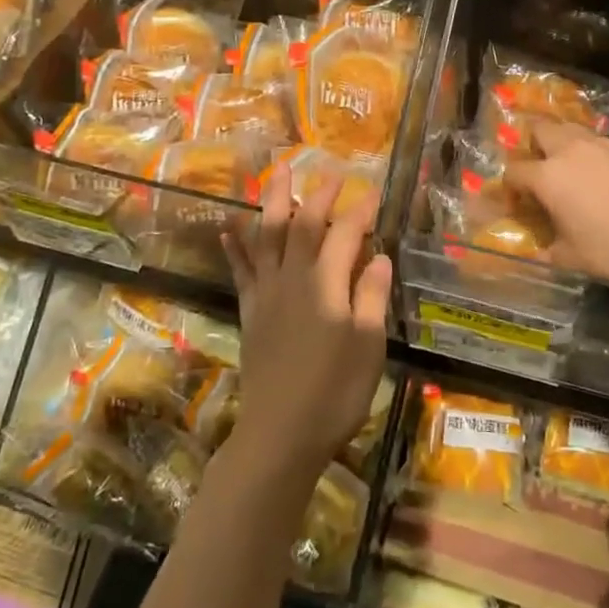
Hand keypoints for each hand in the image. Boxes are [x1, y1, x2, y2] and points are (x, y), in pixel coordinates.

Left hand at [224, 163, 390, 481]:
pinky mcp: (250, 311)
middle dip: (319, 194)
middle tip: (331, 172)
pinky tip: (229, 226)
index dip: (361, 211)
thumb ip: (371, 296)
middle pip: (303, 224)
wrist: (280, 434)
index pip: (346, 234)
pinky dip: (235, 246)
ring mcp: (267, 293)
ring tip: (276, 173)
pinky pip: (241, 270)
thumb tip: (380, 256)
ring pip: (266, 235)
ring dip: (272, 201)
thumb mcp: (368, 346)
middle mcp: (293, 279)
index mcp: (326, 285)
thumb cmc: (334, 392)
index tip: (375, 192)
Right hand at [503, 121, 608, 287]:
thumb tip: (536, 249)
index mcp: (547, 176)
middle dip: (534, 145)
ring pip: (574, 130)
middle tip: (542, 169)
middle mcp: (570, 150)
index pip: (513, 171)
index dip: (510, 187)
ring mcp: (604, 143)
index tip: (517, 202)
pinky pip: (606, 144)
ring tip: (575, 168)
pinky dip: (601, 155)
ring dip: (567, 144)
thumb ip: (545, 249)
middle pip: (540, 129)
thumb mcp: (569, 259)